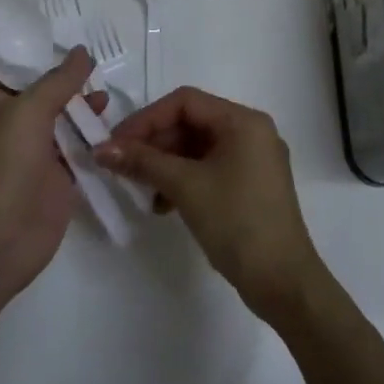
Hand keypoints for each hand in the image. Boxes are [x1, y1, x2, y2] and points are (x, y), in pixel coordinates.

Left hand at [0, 47, 103, 304]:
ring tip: (108, 100)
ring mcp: (36, 151)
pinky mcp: (58, 177)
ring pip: (65, 122)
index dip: (46, 58)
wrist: (4, 231)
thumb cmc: (8, 160)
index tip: (78, 48)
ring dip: (85, 111)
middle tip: (100, 73)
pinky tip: (115, 129)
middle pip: (47, 94)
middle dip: (72, 84)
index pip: (20, 70)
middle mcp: (14, 123)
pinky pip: (79, 150)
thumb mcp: (31, 108)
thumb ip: (60, 80)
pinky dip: (94, 140)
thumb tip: (82, 52)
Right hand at [97, 87, 322, 320]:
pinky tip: (162, 204)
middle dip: (154, 143)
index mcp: (243, 121)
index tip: (116, 143)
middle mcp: (251, 132)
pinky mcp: (250, 185)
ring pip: (197, 148)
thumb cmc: (236, 222)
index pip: (185, 102)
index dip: (146, 118)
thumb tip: (101, 149)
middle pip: (191, 123)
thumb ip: (142, 162)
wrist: (282, 281)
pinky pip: (208, 168)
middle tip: (121, 165)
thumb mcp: (185, 187)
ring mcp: (253, 160)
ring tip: (140, 188)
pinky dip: (182, 180)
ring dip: (164, 164)